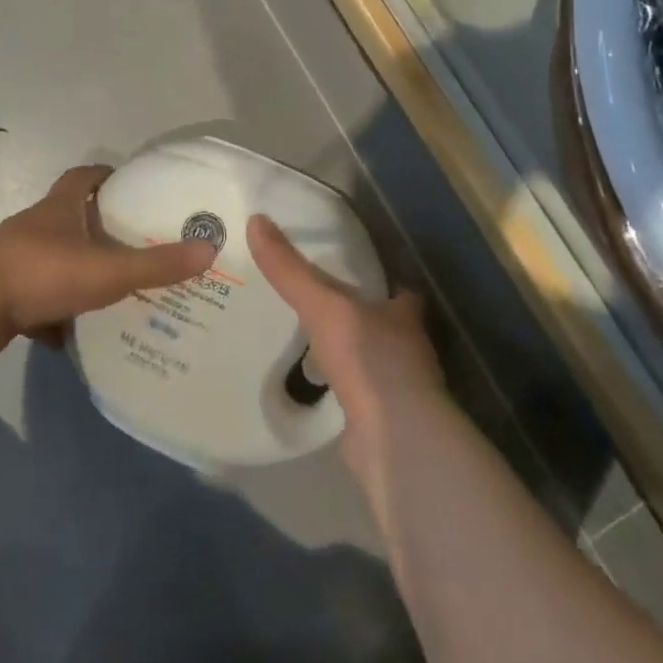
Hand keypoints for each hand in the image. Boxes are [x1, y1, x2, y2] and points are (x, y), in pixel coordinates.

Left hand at [0, 165, 216, 350]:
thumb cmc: (41, 273)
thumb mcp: (107, 269)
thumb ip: (156, 264)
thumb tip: (208, 249)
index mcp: (59, 208)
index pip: (83, 177)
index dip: (105, 176)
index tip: (127, 185)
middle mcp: (35, 227)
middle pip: (69, 218)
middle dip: (97, 229)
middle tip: (132, 244)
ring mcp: (14, 260)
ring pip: (52, 261)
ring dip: (76, 272)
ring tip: (110, 291)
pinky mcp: (0, 295)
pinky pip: (34, 300)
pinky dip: (53, 313)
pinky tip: (71, 336)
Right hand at [246, 214, 448, 499]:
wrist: (394, 441)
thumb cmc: (370, 360)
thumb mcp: (323, 305)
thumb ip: (290, 270)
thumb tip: (255, 220)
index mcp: (404, 313)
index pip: (395, 287)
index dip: (374, 278)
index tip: (343, 267)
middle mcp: (407, 347)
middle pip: (379, 321)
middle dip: (352, 313)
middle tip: (311, 299)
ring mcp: (396, 387)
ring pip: (365, 357)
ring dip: (343, 349)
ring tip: (301, 336)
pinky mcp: (379, 419)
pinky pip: (352, 390)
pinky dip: (335, 384)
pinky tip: (307, 380)